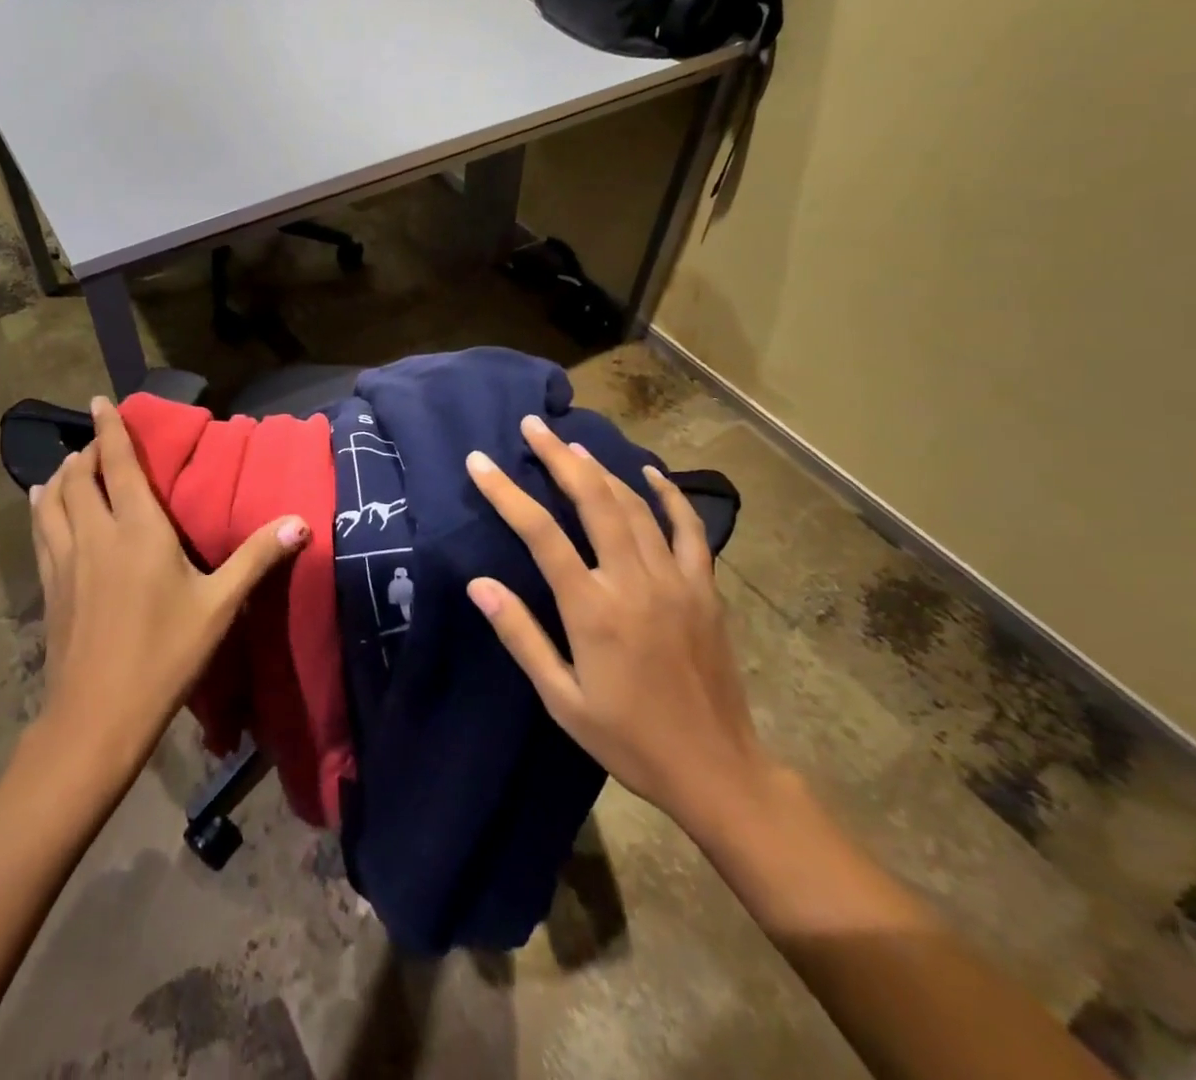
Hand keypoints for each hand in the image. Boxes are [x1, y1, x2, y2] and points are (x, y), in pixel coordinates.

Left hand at [30, 396, 310, 771]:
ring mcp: (65, 560)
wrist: (98, 716)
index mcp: (137, 530)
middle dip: (88, 450)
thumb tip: (300, 522)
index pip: (118, 465)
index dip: (110, 430)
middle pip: (79, 477)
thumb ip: (256, 559)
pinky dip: (41, 507)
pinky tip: (41, 507)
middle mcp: (95, 534)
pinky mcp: (50, 586)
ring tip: (69, 466)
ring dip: (60, 475)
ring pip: (51, 500)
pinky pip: (40, 531)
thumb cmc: (166, 655)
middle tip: (99, 440)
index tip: (99, 401)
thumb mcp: (219, 606)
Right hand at [464, 415, 779, 839]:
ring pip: (634, 506)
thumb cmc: (628, 739)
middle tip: (533, 426)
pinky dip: (669, 495)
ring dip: (601, 469)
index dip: (506, 493)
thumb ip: (521, 635)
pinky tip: (650, 473)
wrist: (717, 770)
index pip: (541, 535)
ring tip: (573, 444)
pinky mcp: (704, 589)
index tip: (480, 462)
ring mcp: (675, 581)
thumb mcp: (561, 698)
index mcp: (593, 610)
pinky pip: (688, 529)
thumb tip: (478, 584)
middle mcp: (633, 582)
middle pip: (593, 501)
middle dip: (559, 458)